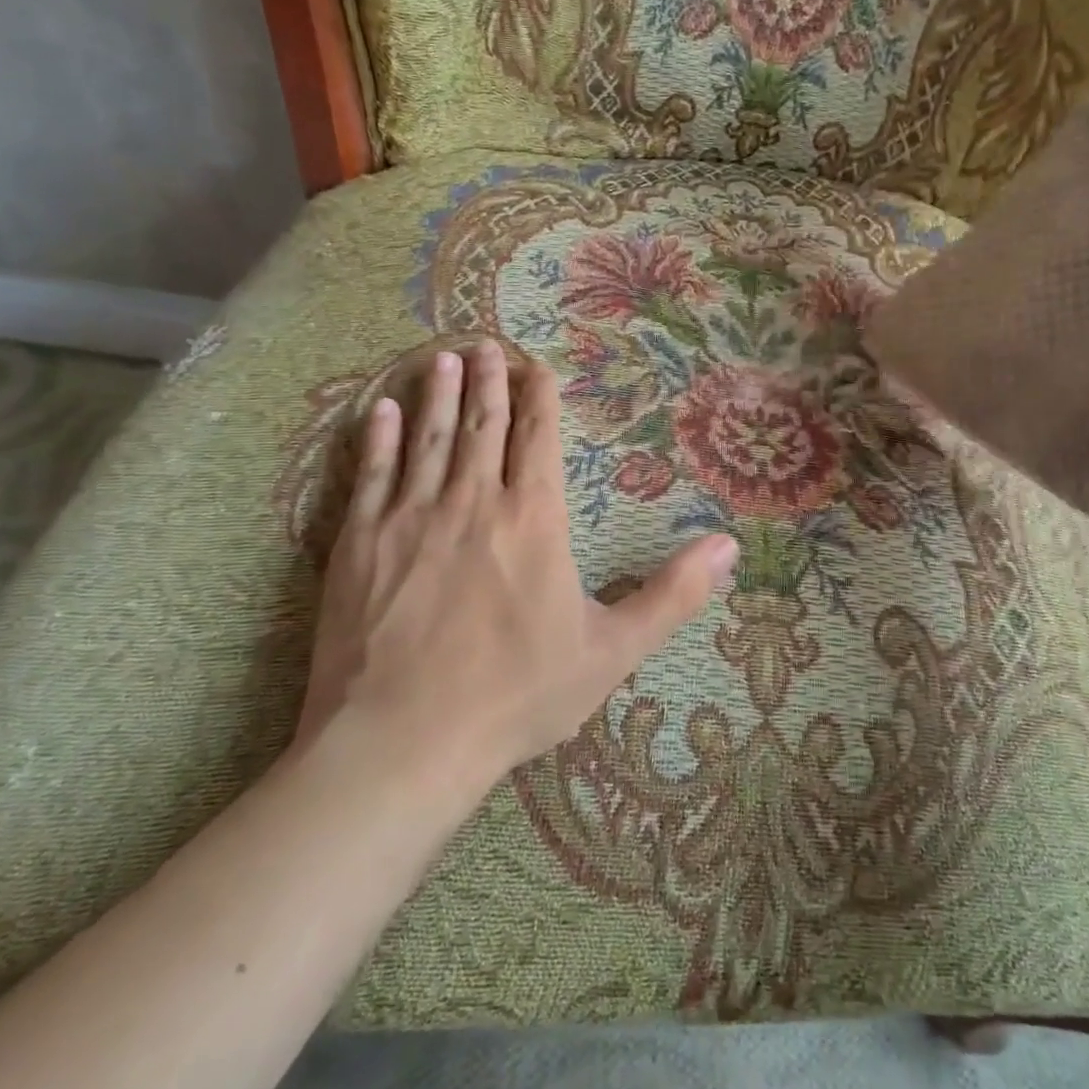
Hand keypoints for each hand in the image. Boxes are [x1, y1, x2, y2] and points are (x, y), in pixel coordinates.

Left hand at [298, 340, 737, 797]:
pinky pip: (374, 473)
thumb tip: (729, 546)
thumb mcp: (612, 651)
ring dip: (440, 393)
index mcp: (534, 520)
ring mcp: (411, 517)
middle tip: (485, 343)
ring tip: (445, 357)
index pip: (538, 440)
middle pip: (483, 425)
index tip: (537, 366)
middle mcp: (474, 502)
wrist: (401, 744)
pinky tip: (382, 408)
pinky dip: (380, 437)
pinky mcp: (360, 543)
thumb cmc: (515, 697)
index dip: (540, 398)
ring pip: (430, 436)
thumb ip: (672, 594)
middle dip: (489, 381)